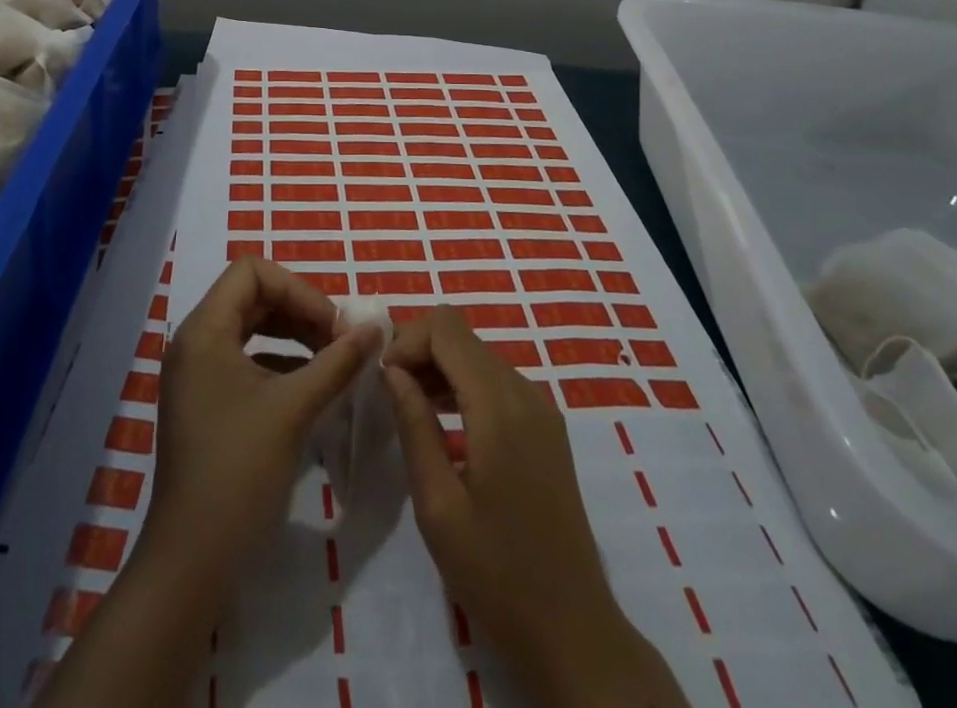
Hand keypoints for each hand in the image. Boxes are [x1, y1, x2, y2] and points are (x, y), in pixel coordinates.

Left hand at [37, 259, 380, 707]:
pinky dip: (281, 362)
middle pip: (252, 297)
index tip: (333, 325)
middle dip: (300, 311)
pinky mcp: (205, 401)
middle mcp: (195, 342)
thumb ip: (337, 362)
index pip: (252, 272)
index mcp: (205, 330)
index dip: (298, 289)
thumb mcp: (294, 409)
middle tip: (341, 340)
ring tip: (333, 360)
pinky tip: (312, 386)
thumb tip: (376, 328)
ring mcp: (197, 373)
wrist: (192, 559)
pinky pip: (246, 360)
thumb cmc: (239, 471)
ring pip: (251, 328)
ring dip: (294, 335)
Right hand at [384, 306, 687, 707]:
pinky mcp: (546, 427)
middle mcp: (524, 391)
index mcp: (498, 405)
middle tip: (389, 394)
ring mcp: (541, 408)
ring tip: (410, 408)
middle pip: (462, 335)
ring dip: (440, 367)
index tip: (383, 380)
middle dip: (420, 351)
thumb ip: (414, 425)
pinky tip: (444, 424)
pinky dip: (464, 385)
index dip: (407, 339)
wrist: (573, 630)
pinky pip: (497, 381)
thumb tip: (391, 370)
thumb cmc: (497, 573)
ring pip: (478, 355)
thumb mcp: (438, 504)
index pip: (446, 327)